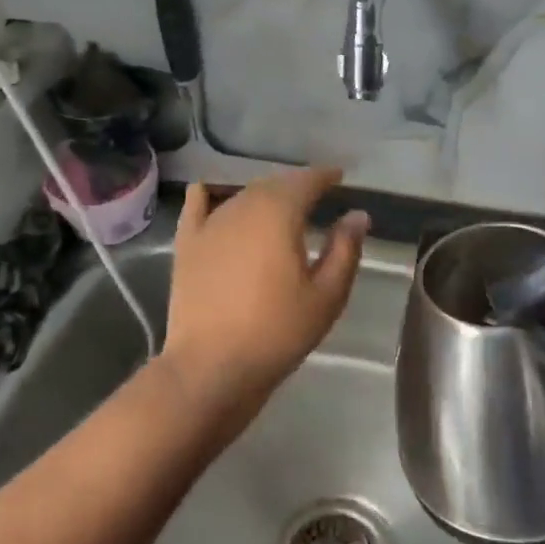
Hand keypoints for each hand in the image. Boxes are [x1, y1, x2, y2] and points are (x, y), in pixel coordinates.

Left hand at [163, 167, 367, 429]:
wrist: (211, 367)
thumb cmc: (277, 333)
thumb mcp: (326, 296)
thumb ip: (345, 250)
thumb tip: (357, 214)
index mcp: (279, 214)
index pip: (305, 181)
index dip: (324, 176)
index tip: (338, 177)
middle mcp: (243, 207)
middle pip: (274, 184)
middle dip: (296, 185)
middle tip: (315, 195)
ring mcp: (210, 223)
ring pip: (242, 194)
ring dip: (264, 194)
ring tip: (280, 206)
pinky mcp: (187, 243)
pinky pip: (198, 203)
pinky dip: (211, 194)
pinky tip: (215, 193)